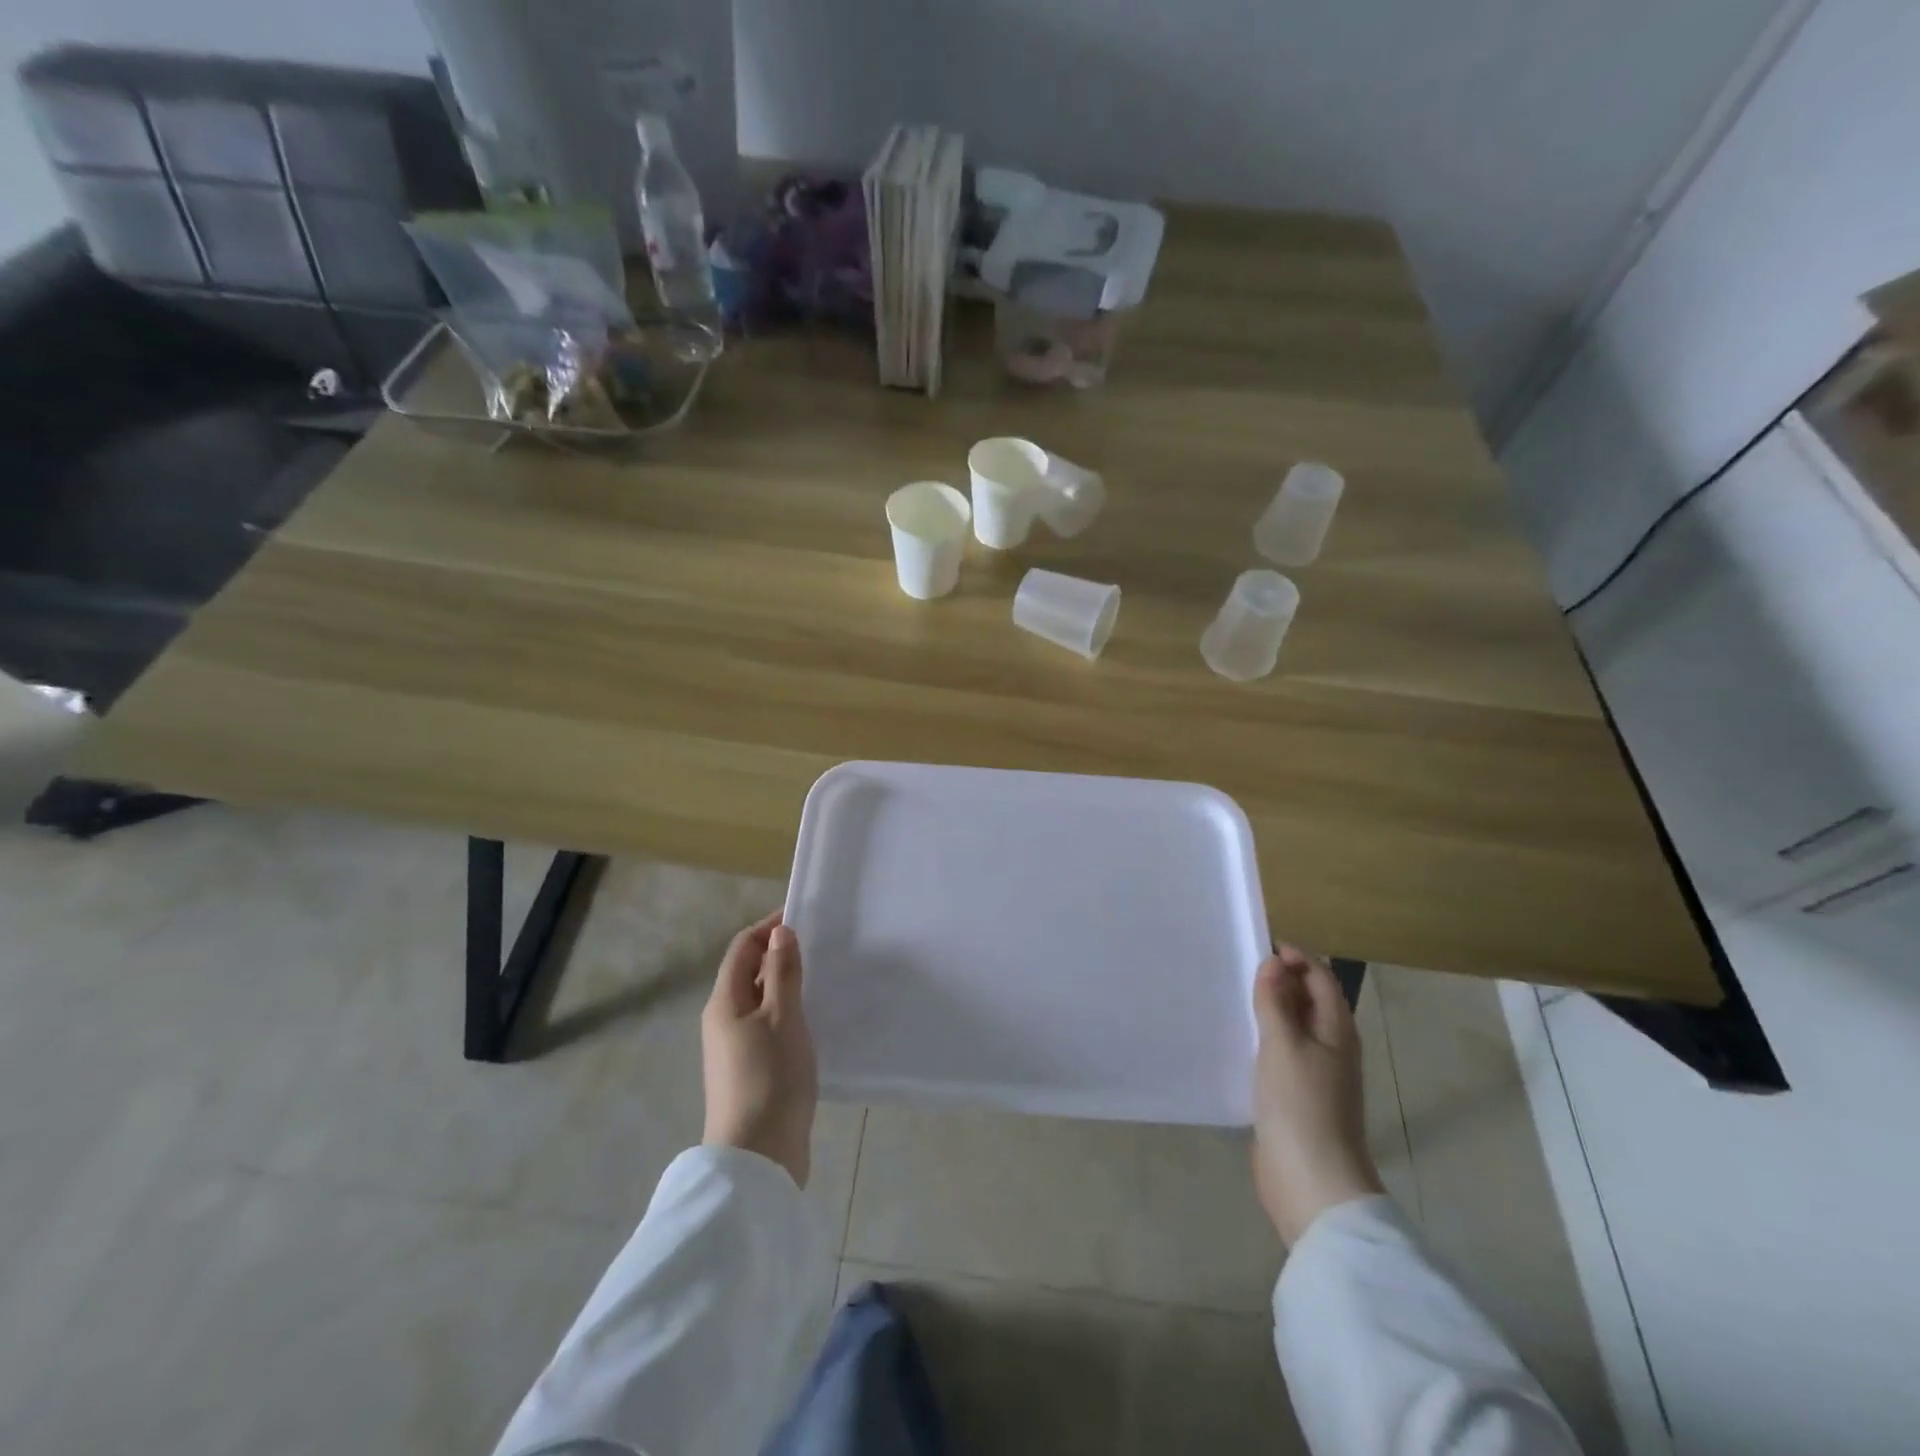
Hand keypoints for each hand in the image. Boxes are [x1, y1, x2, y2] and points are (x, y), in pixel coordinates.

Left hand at [701, 911, 817, 1187]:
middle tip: (820, 946)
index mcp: (724, 1002)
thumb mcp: (782, 1017)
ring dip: (786, 984)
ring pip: (761, 1002)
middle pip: (748, 973)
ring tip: (822, 977)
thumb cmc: (770, 1078)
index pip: (742, 948)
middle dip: (779, 954)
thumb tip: (779, 932)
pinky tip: (814, 1019)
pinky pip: (768, 1027)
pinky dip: (788, 1013)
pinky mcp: (751, 1072)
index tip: (803, 917)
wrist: (758, 1158)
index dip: (768, 928)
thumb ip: (782, 972)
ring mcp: (736, 1049)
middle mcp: (723, 1021)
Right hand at [1251, 946, 1383, 1245]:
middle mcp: (1331, 1047)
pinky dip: (1263, 1039)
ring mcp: (1315, 1074)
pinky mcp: (1296, 1097)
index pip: (1320, 977)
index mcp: (1337, 1030)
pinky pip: (1280, 1054)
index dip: (1294, 957)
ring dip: (1268, 1010)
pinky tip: (1236, 1041)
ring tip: (1232, 998)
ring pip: (1293, 1028)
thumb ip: (1276, 1002)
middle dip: (1279, 981)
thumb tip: (1273, 962)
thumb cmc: (1301, 1106)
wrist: (1312, 1183)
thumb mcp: (1284, 1045)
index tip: (1255, 949)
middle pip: (1308, 1000)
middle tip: (1237, 970)